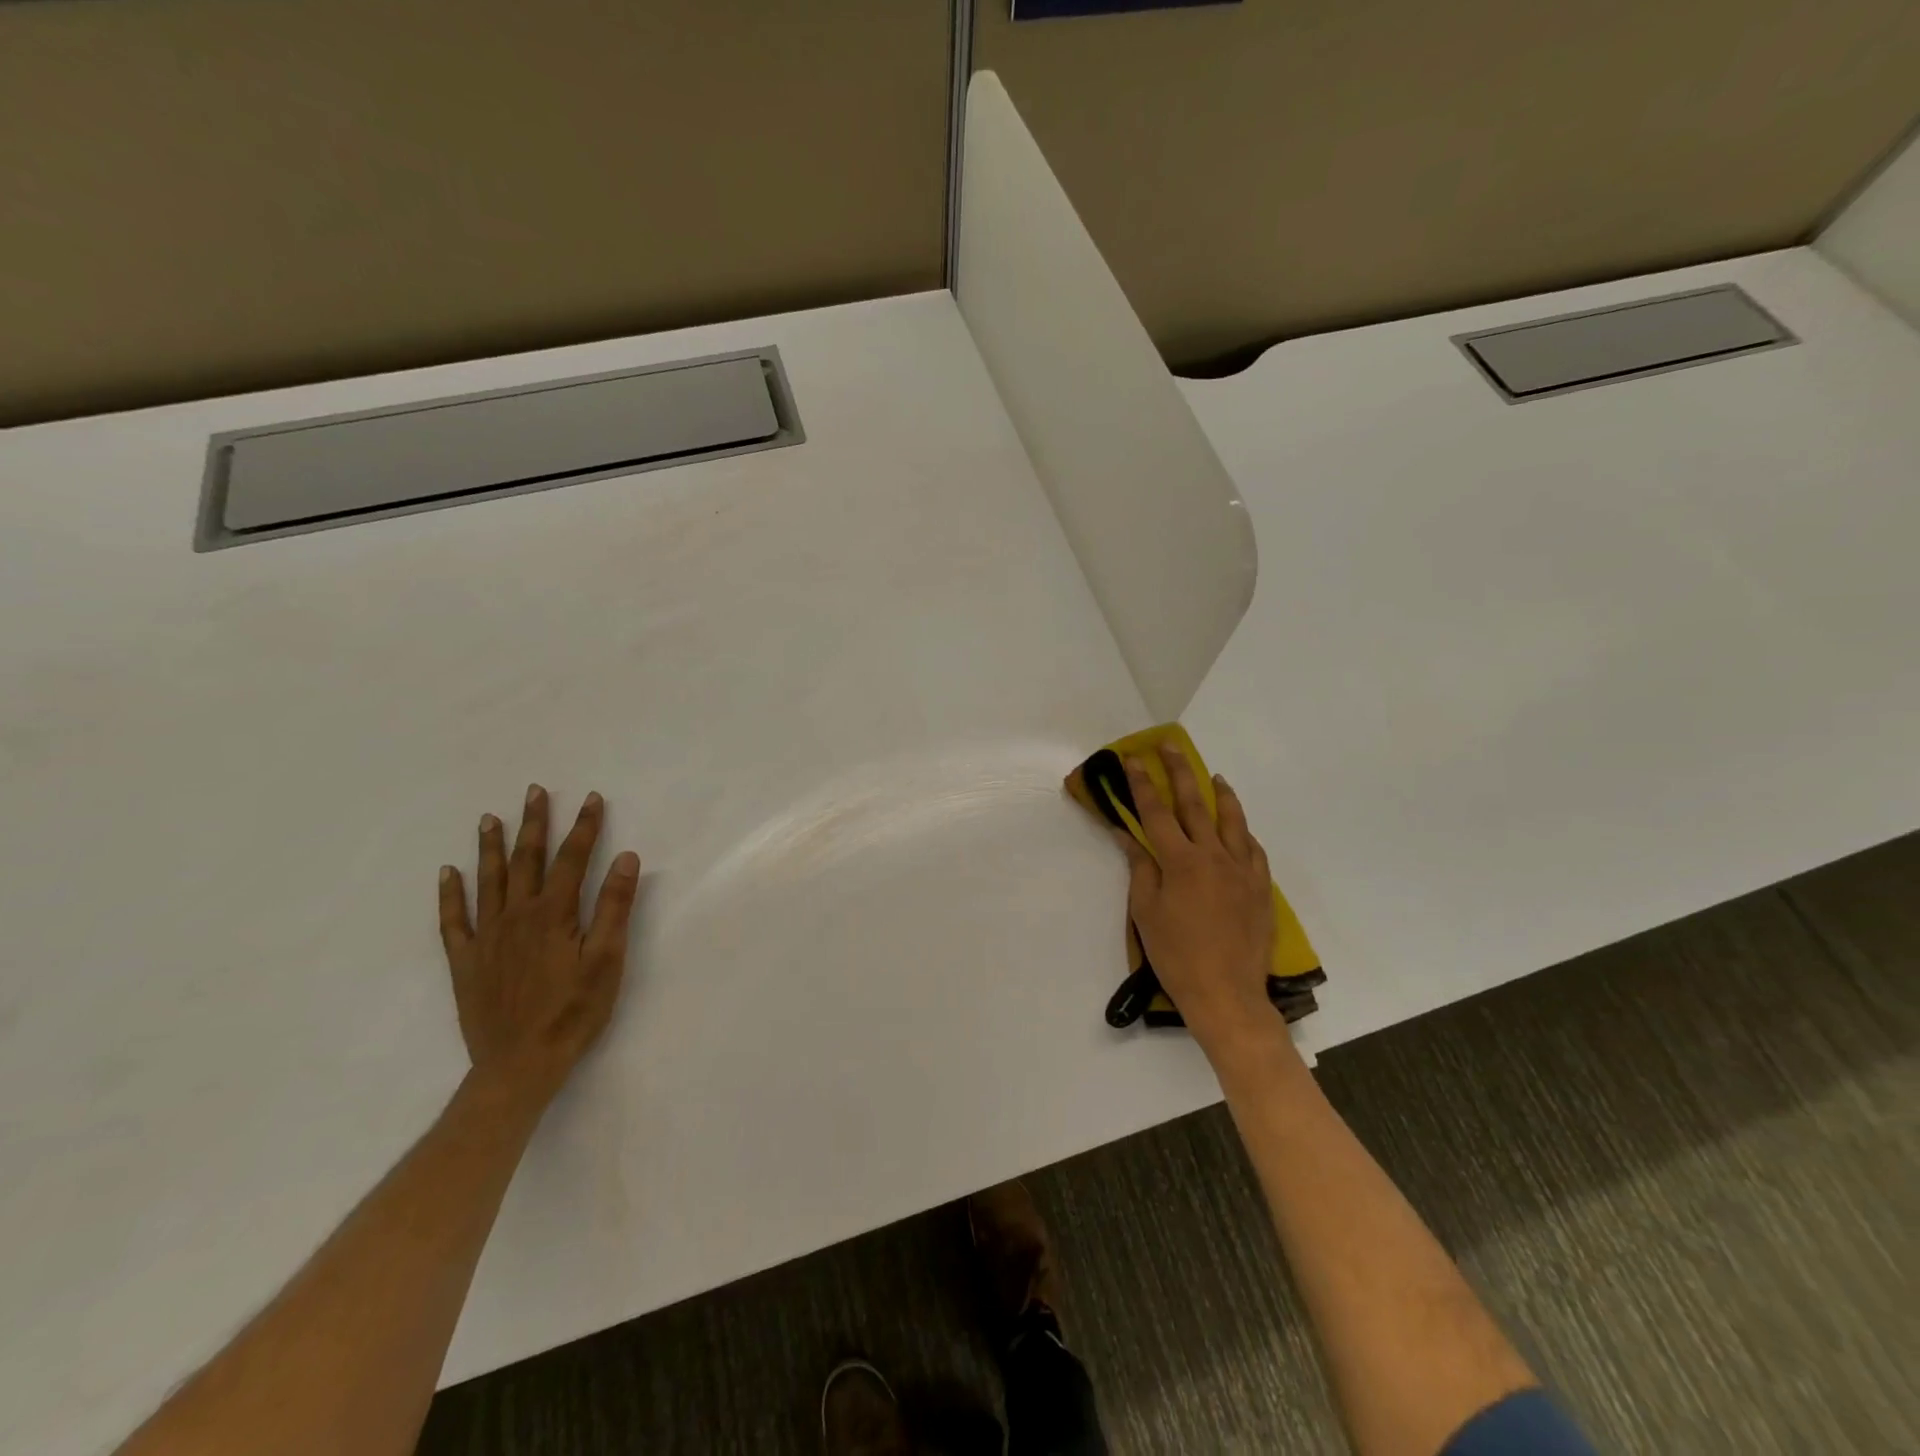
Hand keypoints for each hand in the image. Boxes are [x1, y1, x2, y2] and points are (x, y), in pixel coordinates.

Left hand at [438, 785, 641, 1110]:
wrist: (520, 1065)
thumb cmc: (574, 1011)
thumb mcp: (607, 959)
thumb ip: (614, 906)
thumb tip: (626, 857)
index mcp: (554, 914)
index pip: (572, 859)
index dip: (585, 827)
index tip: (592, 798)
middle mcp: (516, 916)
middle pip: (526, 860)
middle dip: (534, 823)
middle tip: (534, 791)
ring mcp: (486, 938)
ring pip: (488, 881)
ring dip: (491, 847)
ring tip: (490, 818)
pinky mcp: (466, 962)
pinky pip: (453, 920)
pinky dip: (449, 894)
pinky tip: (447, 873)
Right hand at [1117, 746, 1285, 1058]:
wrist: (1226, 994)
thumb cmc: (1177, 955)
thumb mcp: (1146, 912)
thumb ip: (1141, 868)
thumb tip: (1129, 834)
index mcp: (1180, 862)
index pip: (1155, 812)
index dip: (1141, 783)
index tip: (1131, 759)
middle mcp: (1213, 856)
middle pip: (1194, 804)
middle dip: (1178, 771)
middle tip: (1169, 746)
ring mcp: (1242, 870)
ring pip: (1232, 820)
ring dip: (1221, 794)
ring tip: (1214, 777)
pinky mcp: (1260, 887)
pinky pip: (1253, 849)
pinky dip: (1242, 832)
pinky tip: (1238, 828)